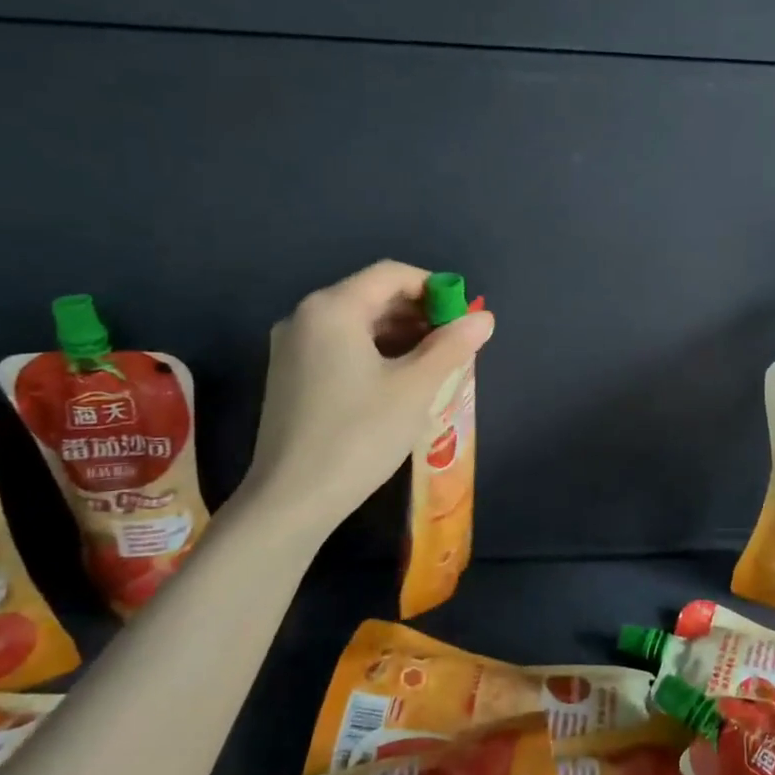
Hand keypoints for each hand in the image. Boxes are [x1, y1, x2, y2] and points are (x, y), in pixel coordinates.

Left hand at [243, 260, 494, 531]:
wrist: (291, 500)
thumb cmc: (359, 435)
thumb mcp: (415, 388)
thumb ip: (452, 346)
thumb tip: (485, 318)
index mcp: (333, 309)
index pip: (391, 275)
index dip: (434, 287)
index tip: (464, 316)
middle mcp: (305, 317)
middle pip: (372, 295)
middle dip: (418, 312)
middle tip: (455, 342)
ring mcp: (292, 347)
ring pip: (356, 323)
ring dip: (399, 334)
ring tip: (434, 362)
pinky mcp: (289, 374)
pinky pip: (340, 345)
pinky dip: (374, 351)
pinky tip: (399, 379)